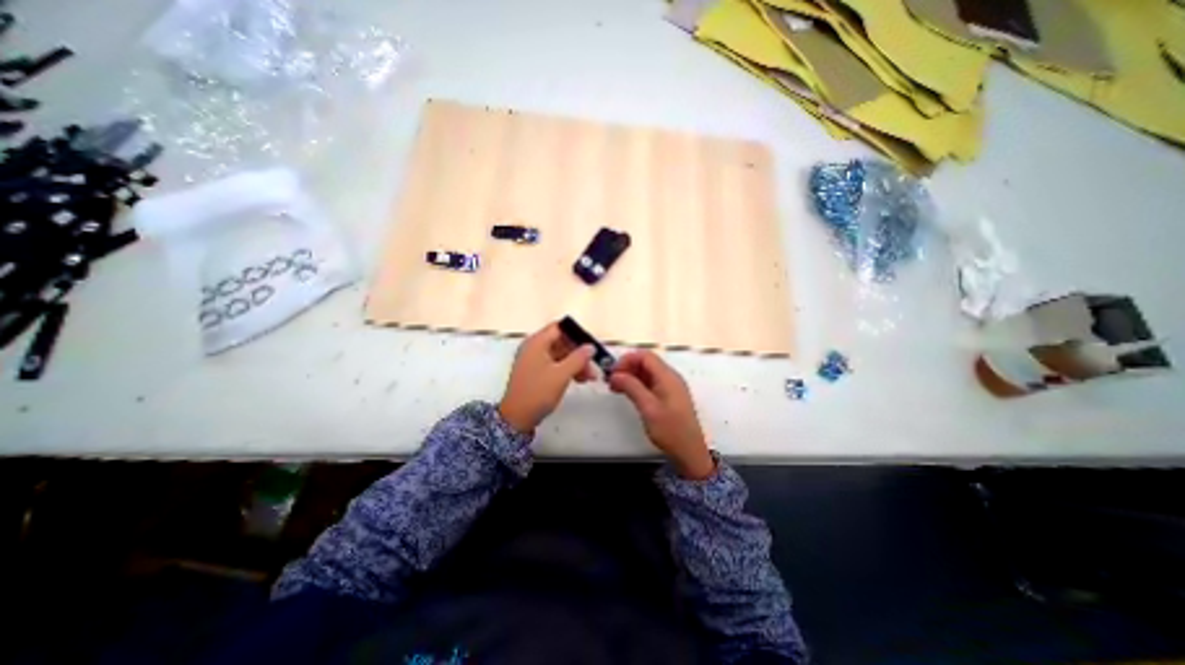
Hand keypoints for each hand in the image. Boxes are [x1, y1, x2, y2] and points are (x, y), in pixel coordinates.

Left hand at [495, 323, 596, 437]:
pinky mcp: (535, 372)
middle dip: (578, 353)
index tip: (590, 346)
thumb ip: (578, 358)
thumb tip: (590, 347)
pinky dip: (567, 369)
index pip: (559, 328)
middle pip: (561, 342)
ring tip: (588, 377)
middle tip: (593, 366)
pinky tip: (578, 379)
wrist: (517, 418)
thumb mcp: (562, 374)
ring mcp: (533, 360)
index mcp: (537, 343)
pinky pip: (554, 364)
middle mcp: (533, 347)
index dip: (576, 334)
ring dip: (575, 363)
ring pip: (560, 354)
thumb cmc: (538, 392)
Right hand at [611, 352, 712, 481]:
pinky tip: (628, 393)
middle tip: (612, 381)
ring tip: (616, 387)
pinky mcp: (669, 396)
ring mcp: (670, 386)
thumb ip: (632, 387)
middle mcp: (670, 377)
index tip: (613, 373)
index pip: (645, 356)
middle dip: (627, 367)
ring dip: (631, 376)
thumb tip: (616, 375)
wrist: (690, 452)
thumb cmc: (670, 430)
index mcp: (667, 376)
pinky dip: (637, 384)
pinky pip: (651, 382)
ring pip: (647, 372)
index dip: (627, 360)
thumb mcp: (648, 408)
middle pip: (646, 362)